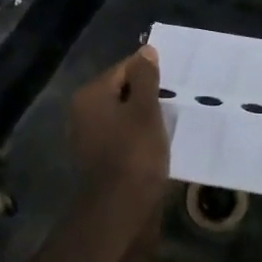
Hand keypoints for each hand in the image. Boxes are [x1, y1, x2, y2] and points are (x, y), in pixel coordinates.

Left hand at [70, 45, 169, 223]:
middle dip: (148, 96)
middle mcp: (84, 113)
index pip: (124, 68)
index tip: (175, 84)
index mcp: (90, 95)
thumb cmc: (134, 154)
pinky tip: (159, 145)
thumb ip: (145, 78)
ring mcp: (90, 138)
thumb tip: (145, 50)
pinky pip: (124, 138)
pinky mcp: (101, 160)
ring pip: (124, 116)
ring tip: (172, 123)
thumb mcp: (145, 109)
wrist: (119, 211)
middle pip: (123, 92)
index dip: (151, 74)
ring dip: (145, 119)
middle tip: (177, 103)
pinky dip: (140, 138)